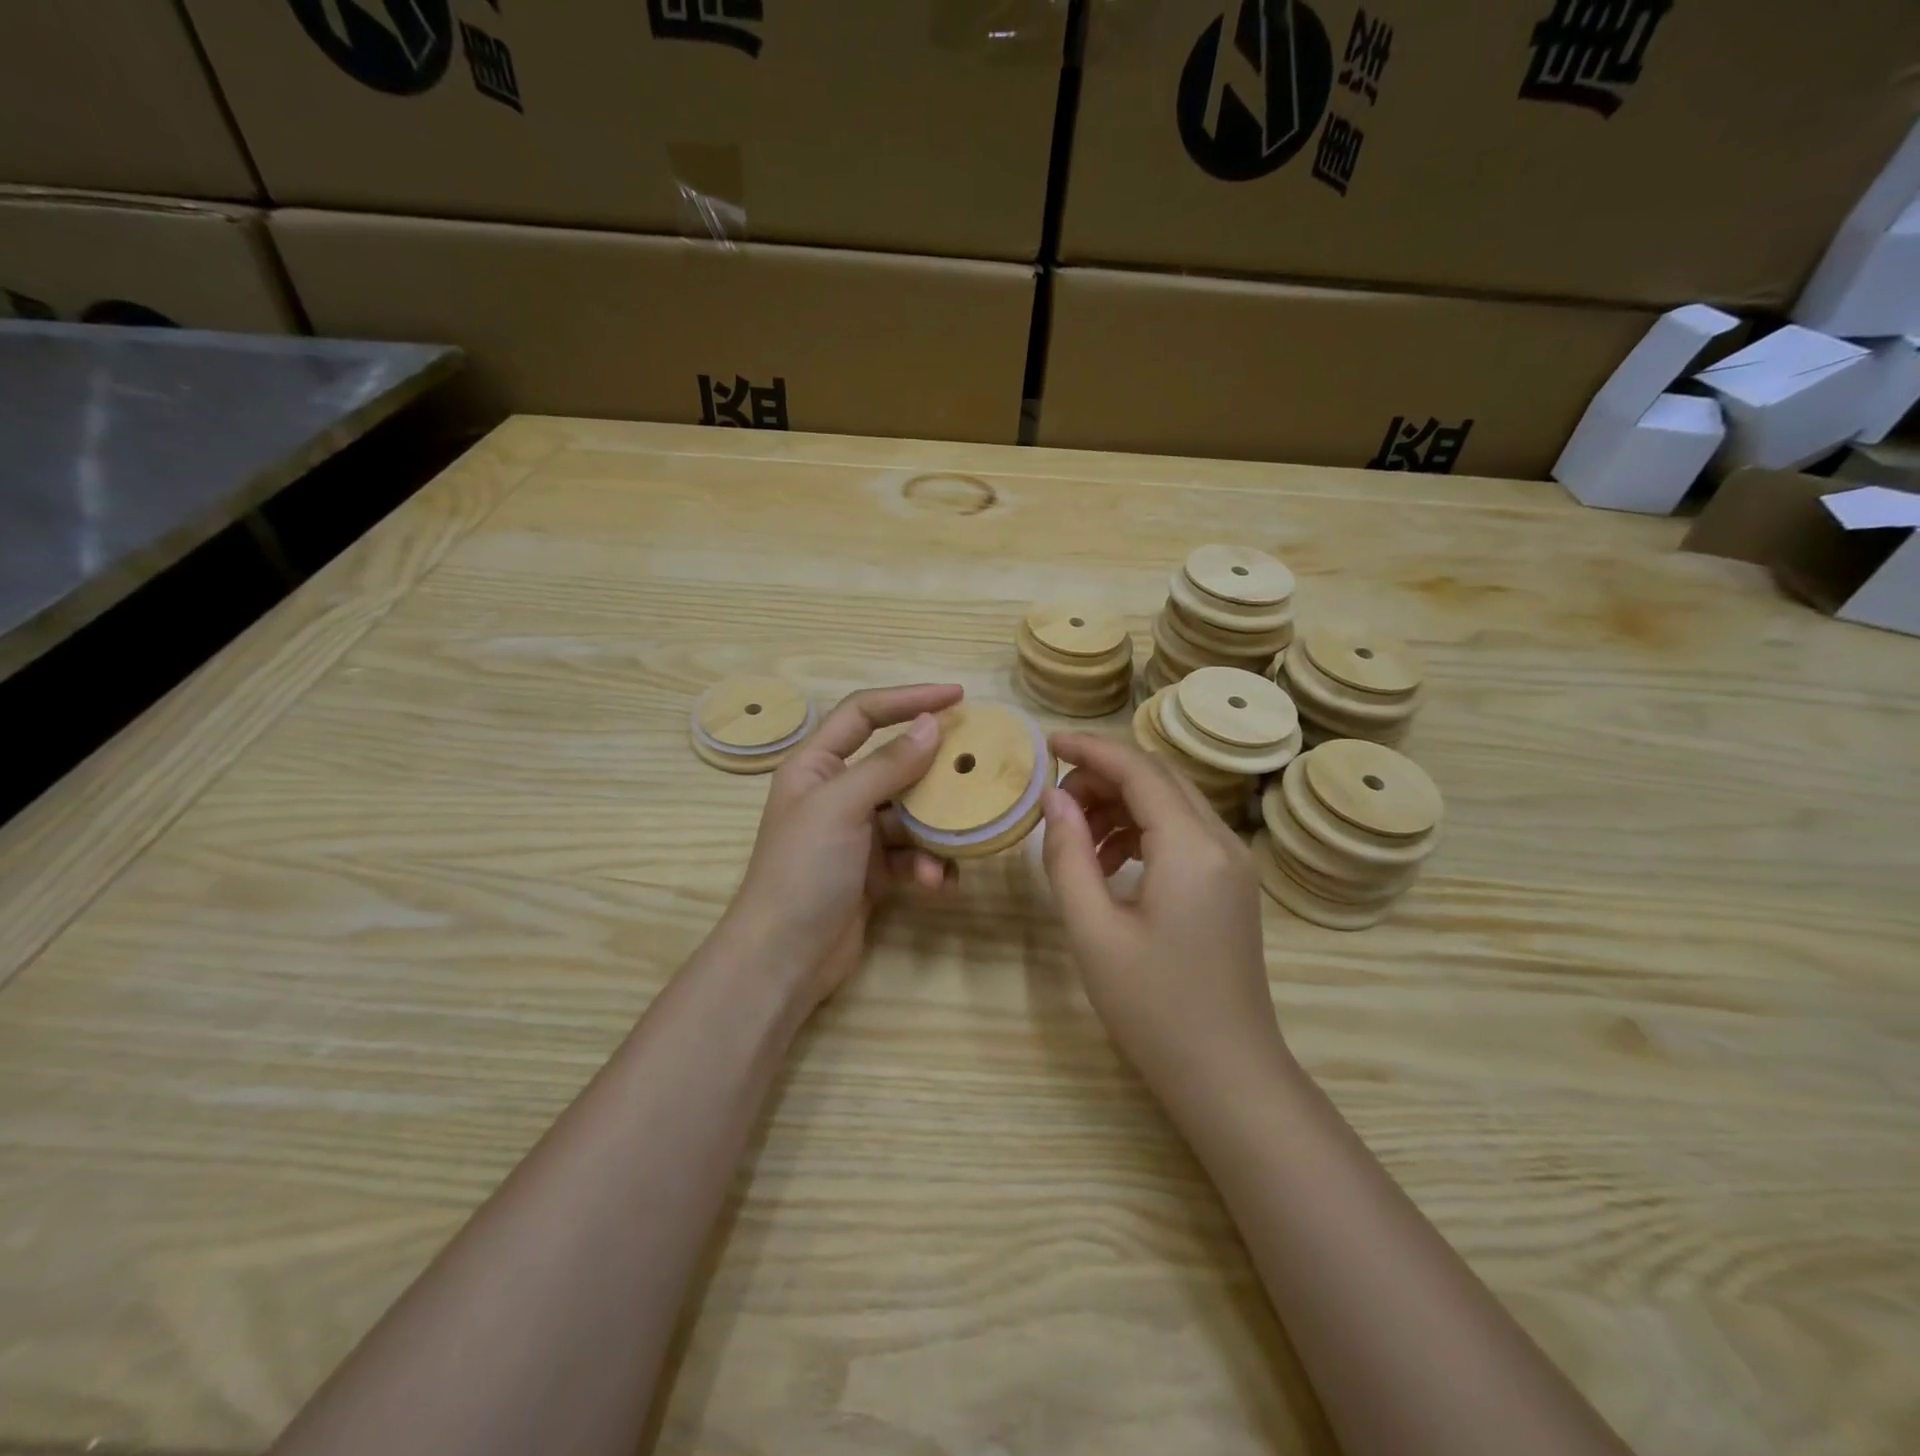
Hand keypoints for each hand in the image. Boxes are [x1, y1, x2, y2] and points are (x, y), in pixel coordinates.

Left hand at [725, 684, 963, 1011]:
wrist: (785, 958)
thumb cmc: (804, 870)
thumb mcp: (842, 807)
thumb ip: (889, 765)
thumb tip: (932, 724)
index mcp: (816, 765)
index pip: (864, 713)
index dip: (908, 698)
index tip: (957, 697)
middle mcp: (837, 792)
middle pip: (896, 763)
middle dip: (935, 769)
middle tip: (978, 764)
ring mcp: (856, 833)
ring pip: (911, 813)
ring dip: (936, 830)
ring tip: (960, 842)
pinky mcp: (873, 871)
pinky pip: (912, 854)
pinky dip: (929, 866)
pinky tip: (939, 884)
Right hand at [1039, 733, 1285, 1096]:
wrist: (1227, 1075)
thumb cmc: (1154, 1007)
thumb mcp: (1094, 930)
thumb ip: (1068, 856)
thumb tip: (1053, 800)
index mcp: (1192, 847)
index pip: (1138, 769)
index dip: (1089, 749)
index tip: (1045, 744)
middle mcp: (1221, 842)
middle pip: (1157, 779)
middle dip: (1101, 778)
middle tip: (1052, 804)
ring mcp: (1232, 864)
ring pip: (1169, 804)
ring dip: (1119, 806)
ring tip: (1074, 840)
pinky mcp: (1230, 885)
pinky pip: (1181, 834)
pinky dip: (1140, 833)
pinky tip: (1107, 865)